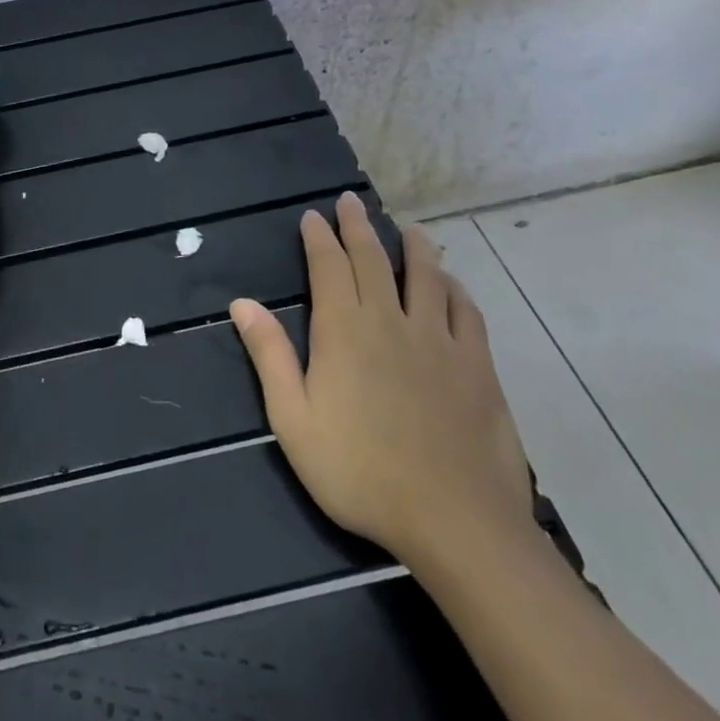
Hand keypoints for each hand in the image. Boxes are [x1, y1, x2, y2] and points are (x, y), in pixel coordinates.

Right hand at [230, 192, 534, 579]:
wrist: (452, 518)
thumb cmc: (359, 471)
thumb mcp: (294, 419)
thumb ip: (270, 356)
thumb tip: (242, 303)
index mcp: (344, 332)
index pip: (329, 268)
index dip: (320, 239)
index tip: (314, 216)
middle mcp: (391, 322)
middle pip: (373, 261)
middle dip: (359, 228)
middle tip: (351, 202)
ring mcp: (439, 340)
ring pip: (425, 276)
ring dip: (414, 246)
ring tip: (408, 228)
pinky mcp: (477, 365)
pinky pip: (466, 312)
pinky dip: (455, 289)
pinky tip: (451, 284)